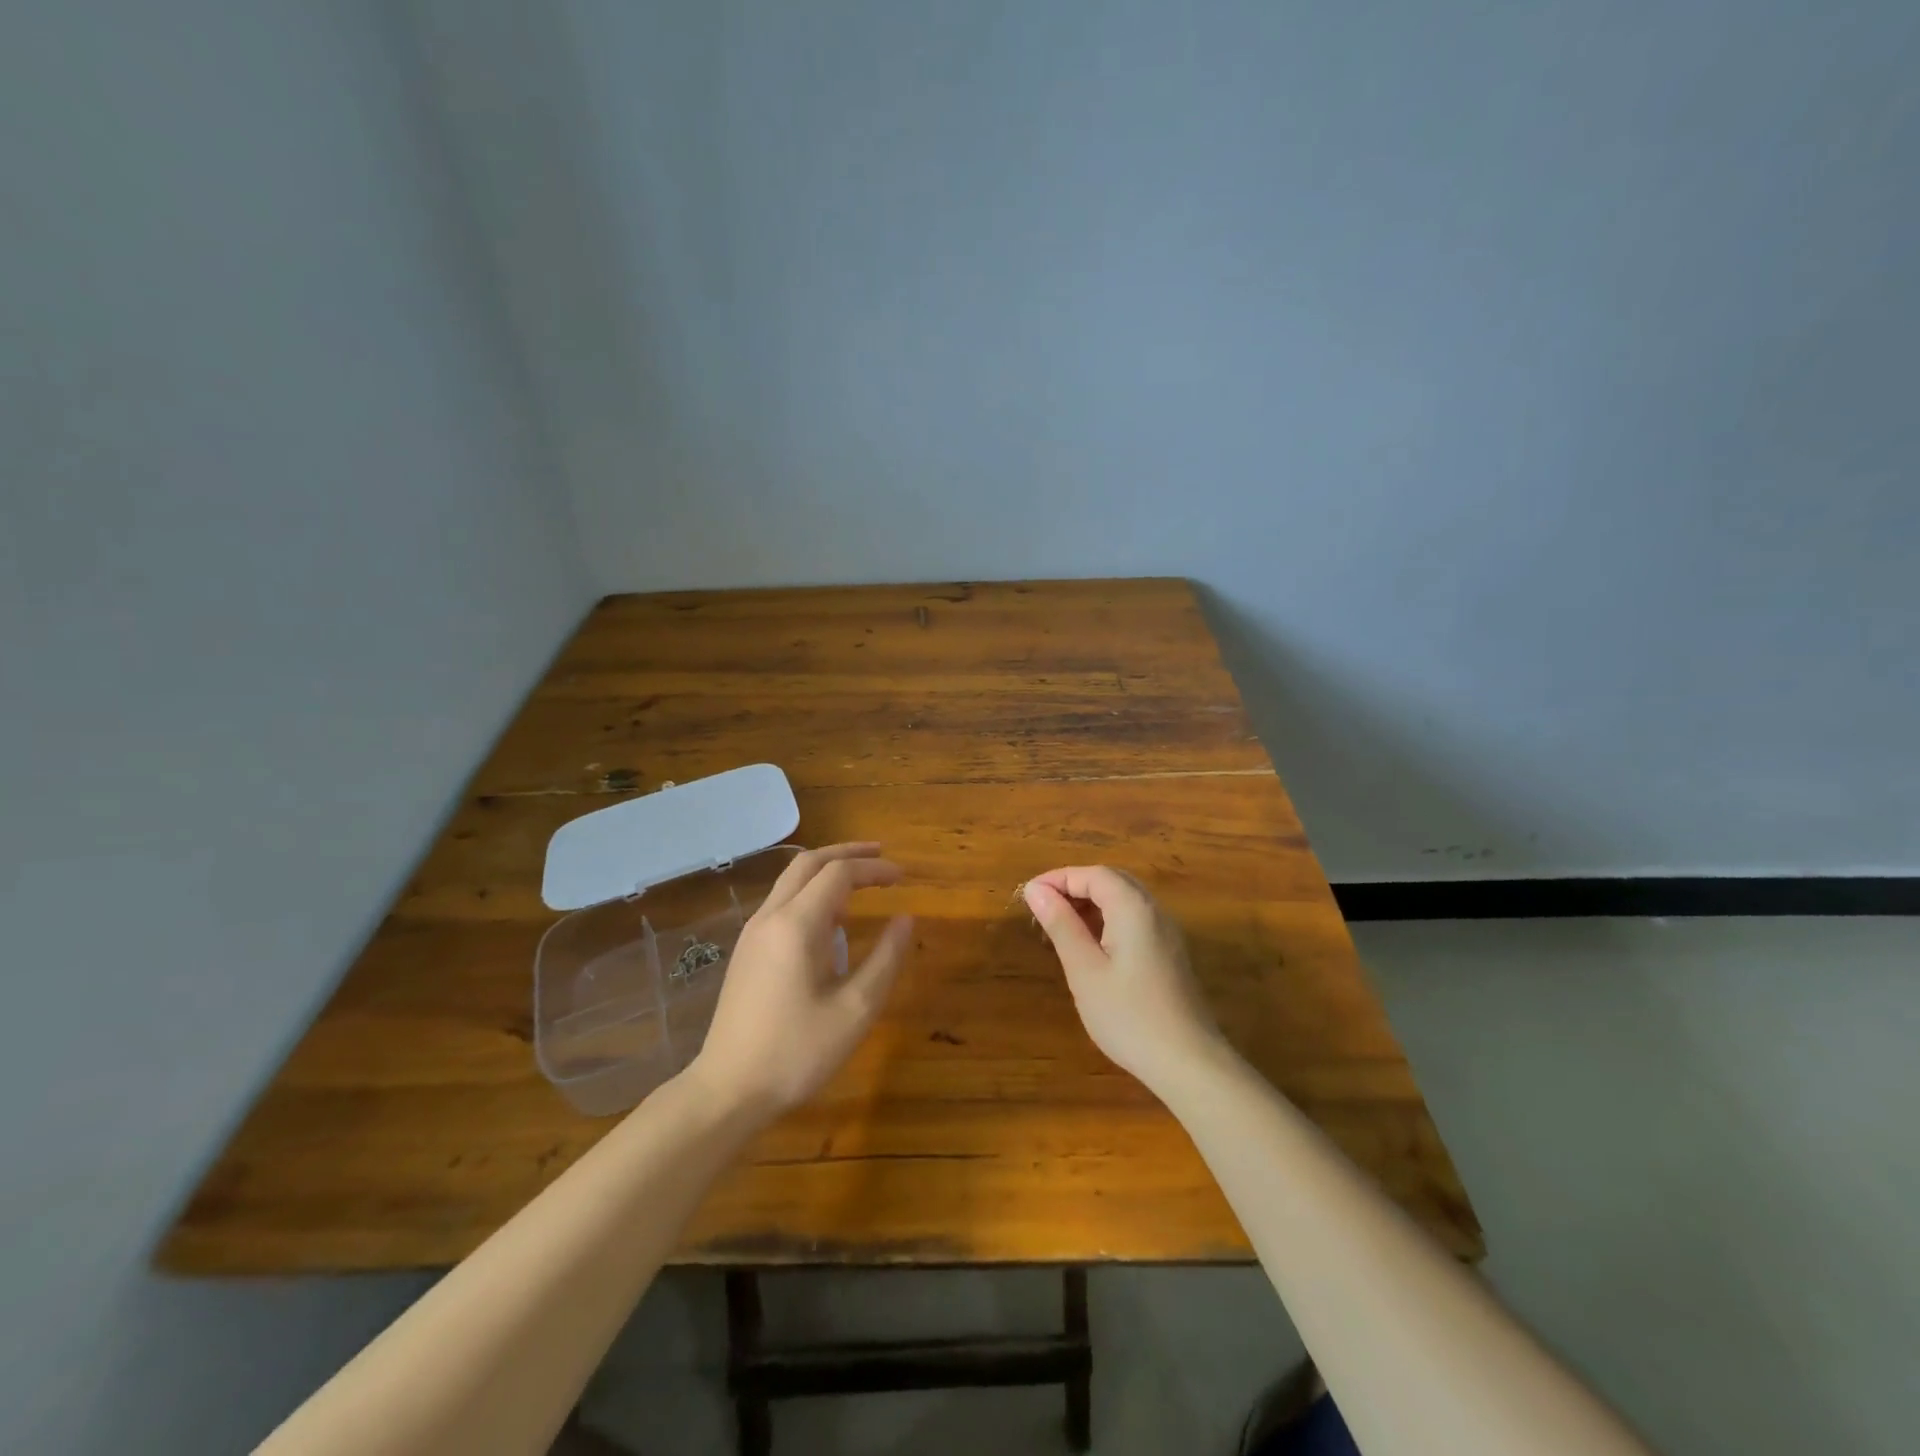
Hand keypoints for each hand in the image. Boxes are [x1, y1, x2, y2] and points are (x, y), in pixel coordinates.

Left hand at [688, 843, 913, 1120]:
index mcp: (797, 925)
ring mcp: (753, 933)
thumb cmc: (797, 1052)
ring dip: (827, 871)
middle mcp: (770, 917)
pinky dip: (812, 893)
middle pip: (809, 863)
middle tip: (881, 856)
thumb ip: (886, 959)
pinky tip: (832, 920)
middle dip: (847, 853)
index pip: (839, 873)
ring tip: (862, 883)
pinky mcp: (747, 950)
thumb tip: (907, 918)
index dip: (874, 869)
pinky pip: (782, 902)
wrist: (728, 1090)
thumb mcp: (855, 1010)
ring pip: (791, 880)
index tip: (903, 877)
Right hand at [1024, 865, 1227, 1093]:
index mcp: (1133, 908)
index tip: (1029, 895)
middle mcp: (1154, 911)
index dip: (1059, 878)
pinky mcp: (1170, 954)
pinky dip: (1108, 920)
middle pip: (1111, 881)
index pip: (1093, 874)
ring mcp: (1167, 933)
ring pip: (1125, 900)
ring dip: (1091, 904)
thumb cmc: (1129, 1016)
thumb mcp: (1084, 970)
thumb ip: (1061, 925)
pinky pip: (1135, 920)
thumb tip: (1036, 890)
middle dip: (1075, 887)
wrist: (1189, 1063)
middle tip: (1043, 908)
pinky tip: (1091, 948)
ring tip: (1061, 927)